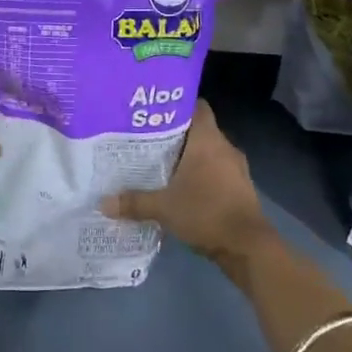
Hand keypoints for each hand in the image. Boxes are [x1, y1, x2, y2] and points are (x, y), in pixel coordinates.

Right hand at [102, 101, 276, 278]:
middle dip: (176, 134)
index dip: (177, 105)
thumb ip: (134, 202)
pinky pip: (217, 172)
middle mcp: (224, 147)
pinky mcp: (240, 188)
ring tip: (161, 164)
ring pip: (208, 152)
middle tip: (147, 139)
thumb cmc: (206, 212)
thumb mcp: (163, 208)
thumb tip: (103, 203)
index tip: (154, 111)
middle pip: (199, 130)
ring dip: (189, 157)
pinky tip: (182, 188)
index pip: (196, 106)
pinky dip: (202, 176)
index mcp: (207, 140)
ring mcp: (236, 168)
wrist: (248, 246)